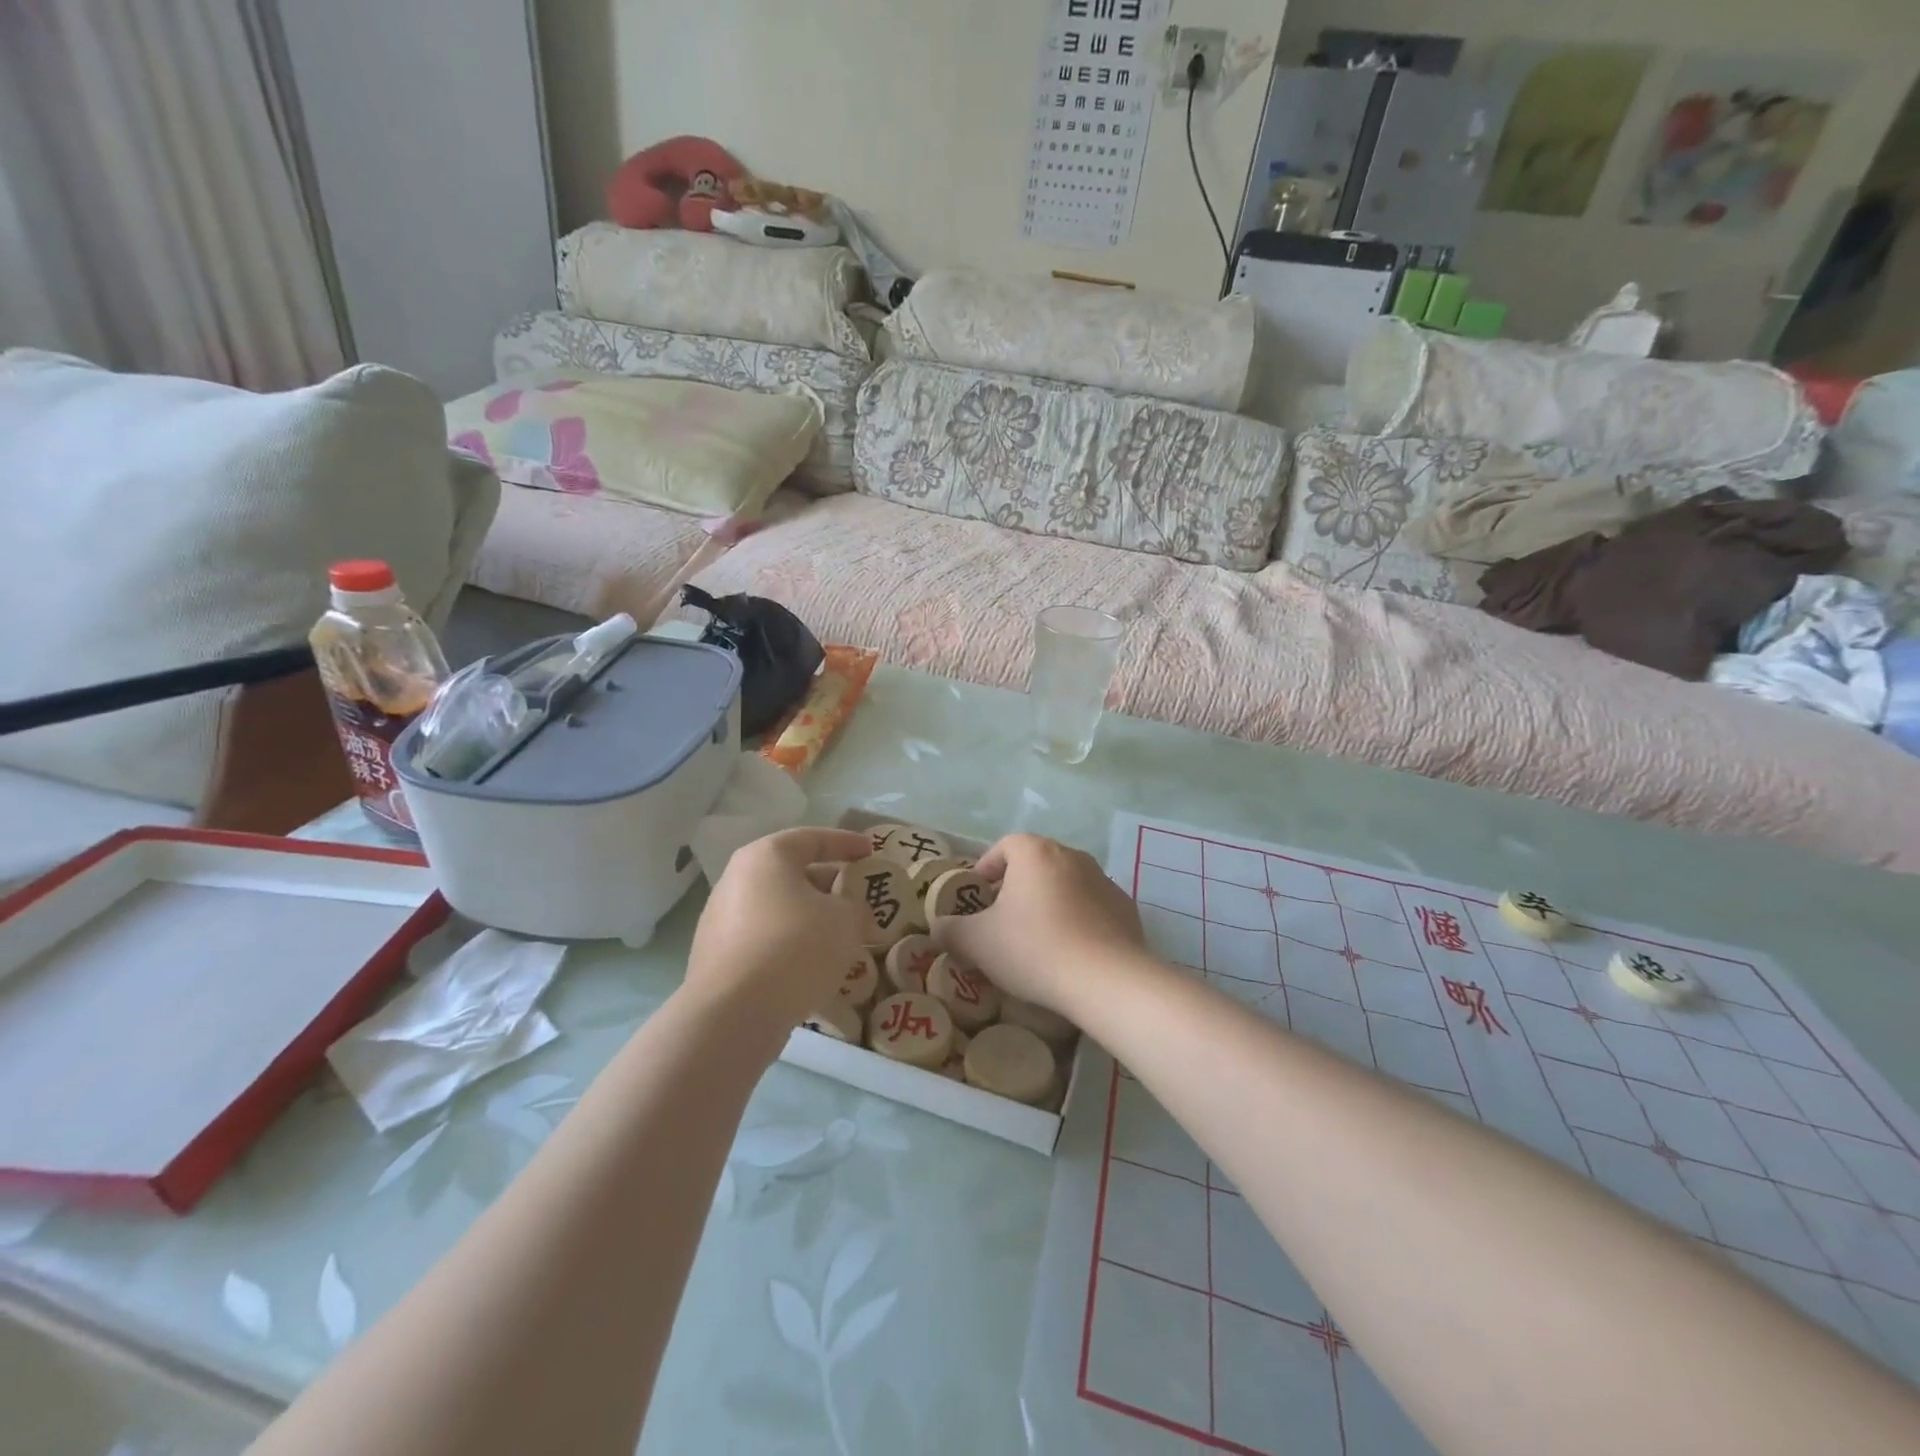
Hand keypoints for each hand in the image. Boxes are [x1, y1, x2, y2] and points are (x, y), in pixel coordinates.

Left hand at [684, 826, 873, 1043]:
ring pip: (778, 907)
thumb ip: (855, 905)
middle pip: (792, 872)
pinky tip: (811, 963)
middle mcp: (737, 878)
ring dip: (810, 916)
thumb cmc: (795, 948)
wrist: (733, 1014)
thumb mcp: (845, 919)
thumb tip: (849, 908)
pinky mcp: (716, 954)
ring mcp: (720, 917)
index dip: (846, 843)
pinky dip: (790, 942)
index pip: (813, 838)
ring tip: (839, 935)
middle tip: (857, 896)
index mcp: (767, 857)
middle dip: (828, 883)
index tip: (871, 851)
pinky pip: (764, 937)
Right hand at [929, 833, 1145, 1012]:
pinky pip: (1092, 908)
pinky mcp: (1126, 909)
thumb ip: (950, 929)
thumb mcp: (977, 943)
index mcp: (1035, 853)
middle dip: (1017, 887)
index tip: (978, 896)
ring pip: (1065, 885)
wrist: (1107, 980)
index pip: (1005, 846)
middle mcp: (1072, 855)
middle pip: (1036, 864)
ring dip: (1049, 903)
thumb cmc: (1034, 949)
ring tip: (1037, 940)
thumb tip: (938, 926)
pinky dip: (1078, 921)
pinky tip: (1071, 954)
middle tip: (1002, 920)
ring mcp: (1104, 880)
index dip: (986, 868)